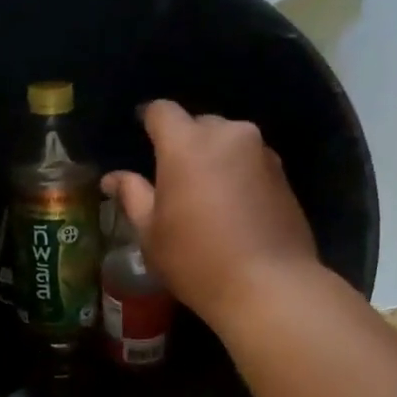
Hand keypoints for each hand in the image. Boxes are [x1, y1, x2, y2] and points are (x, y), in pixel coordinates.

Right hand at [102, 100, 317, 330]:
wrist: (269, 286)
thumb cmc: (196, 260)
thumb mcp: (151, 233)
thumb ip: (132, 195)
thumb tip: (113, 178)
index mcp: (187, 144)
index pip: (162, 111)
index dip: (148, 119)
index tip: (141, 135)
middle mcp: (228, 135)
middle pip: (198, 124)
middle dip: (184, 143)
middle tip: (172, 178)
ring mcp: (262, 153)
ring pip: (228, 142)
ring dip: (214, 159)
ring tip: (205, 196)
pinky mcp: (284, 175)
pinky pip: (250, 162)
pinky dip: (238, 175)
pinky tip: (233, 209)